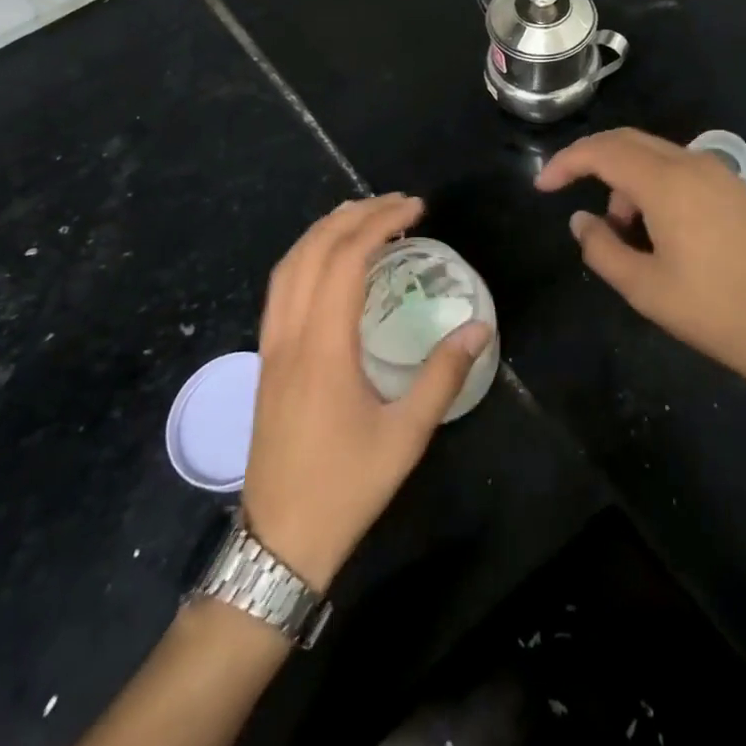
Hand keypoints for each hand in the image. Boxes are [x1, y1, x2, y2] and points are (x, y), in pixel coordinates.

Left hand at [241, 195, 491, 590]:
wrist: (279, 542)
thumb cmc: (346, 486)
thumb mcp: (406, 435)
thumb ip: (443, 375)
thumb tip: (480, 328)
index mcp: (323, 346)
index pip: (346, 258)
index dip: (380, 222)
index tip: (415, 208)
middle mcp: (290, 334)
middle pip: (314, 250)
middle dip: (355, 214)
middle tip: (398, 203)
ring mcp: (270, 345)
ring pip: (289, 264)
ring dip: (325, 229)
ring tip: (364, 215)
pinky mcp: (265, 358)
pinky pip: (279, 286)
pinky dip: (305, 254)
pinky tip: (328, 259)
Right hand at [535, 129, 745, 398]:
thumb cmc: (712, 311)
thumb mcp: (643, 288)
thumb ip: (600, 248)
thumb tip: (581, 220)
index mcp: (667, 183)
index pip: (602, 152)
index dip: (566, 163)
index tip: (542, 187)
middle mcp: (694, 164)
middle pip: (628, 141)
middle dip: (593, 163)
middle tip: (569, 193)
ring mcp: (720, 174)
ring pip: (655, 156)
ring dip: (627, 180)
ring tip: (625, 233)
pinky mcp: (737, 190)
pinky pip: (682, 169)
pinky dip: (655, 185)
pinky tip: (659, 229)